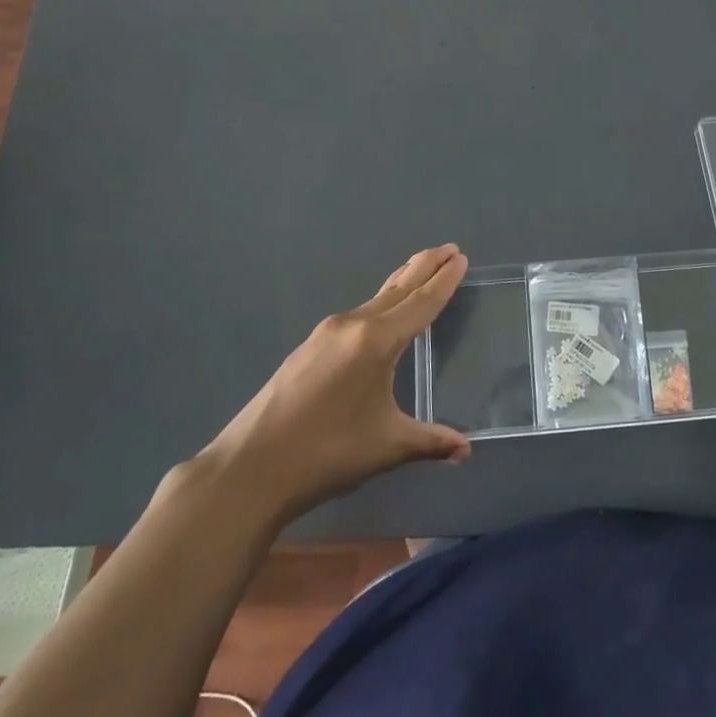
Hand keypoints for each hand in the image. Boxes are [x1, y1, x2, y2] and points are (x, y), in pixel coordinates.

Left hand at [203, 244, 472, 518]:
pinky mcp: (308, 348)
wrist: (249, 468)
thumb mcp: (387, 446)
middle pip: (397, 290)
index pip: (420, 303)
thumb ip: (430, 441)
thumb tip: (466, 450)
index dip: (443, 281)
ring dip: (401, 284)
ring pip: (374, 301)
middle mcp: (351, 326)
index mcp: (376, 341)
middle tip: (449, 248)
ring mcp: (325, 334)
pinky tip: (380, 317)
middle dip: (424, 267)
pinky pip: (355, 316)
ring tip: (420, 271)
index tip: (460, 257)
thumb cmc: (326, 453)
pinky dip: (379, 305)